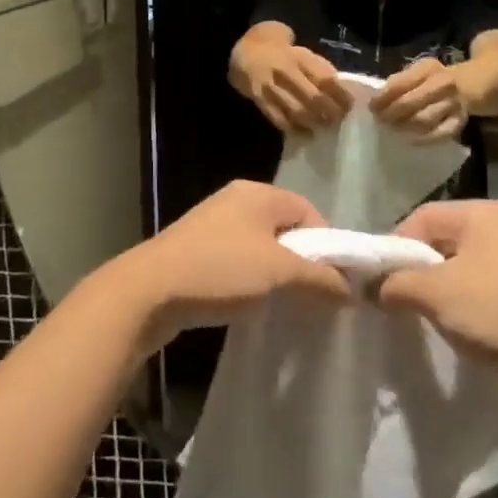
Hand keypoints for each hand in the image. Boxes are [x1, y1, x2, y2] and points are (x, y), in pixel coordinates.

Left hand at [101, 181, 350, 352]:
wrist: (146, 292)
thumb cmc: (220, 271)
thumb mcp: (278, 273)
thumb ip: (319, 277)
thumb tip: (350, 290)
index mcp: (258, 193)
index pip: (309, 211)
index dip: (327, 245)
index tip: (332, 281)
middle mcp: (235, 201)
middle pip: (285, 228)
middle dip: (302, 261)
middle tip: (311, 295)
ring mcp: (211, 224)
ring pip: (261, 246)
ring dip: (276, 274)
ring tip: (281, 302)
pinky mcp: (195, 250)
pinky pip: (237, 260)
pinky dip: (250, 279)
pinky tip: (249, 303)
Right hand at [238, 41, 352, 133]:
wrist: (247, 52)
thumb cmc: (283, 55)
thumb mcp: (303, 54)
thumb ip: (320, 69)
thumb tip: (342, 89)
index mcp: (300, 57)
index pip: (324, 77)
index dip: (339, 93)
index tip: (350, 105)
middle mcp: (285, 70)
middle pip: (311, 95)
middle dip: (328, 111)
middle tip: (338, 120)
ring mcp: (270, 85)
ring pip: (294, 109)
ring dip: (312, 121)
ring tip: (322, 128)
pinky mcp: (258, 99)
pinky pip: (276, 117)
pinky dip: (291, 127)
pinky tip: (302, 133)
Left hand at [372, 58, 468, 141]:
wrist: (468, 85)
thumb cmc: (433, 79)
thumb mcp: (416, 71)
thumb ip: (398, 82)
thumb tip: (377, 100)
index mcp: (428, 68)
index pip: (400, 84)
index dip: (383, 98)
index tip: (372, 107)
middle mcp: (444, 84)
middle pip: (410, 103)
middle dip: (390, 114)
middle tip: (379, 120)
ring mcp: (454, 104)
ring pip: (424, 120)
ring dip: (404, 126)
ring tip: (392, 129)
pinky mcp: (460, 122)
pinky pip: (440, 134)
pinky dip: (424, 139)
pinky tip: (411, 139)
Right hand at [377, 201, 497, 389]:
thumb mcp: (436, 294)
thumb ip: (396, 283)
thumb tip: (372, 287)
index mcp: (482, 213)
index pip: (421, 217)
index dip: (395, 247)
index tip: (380, 282)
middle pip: (441, 239)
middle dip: (416, 269)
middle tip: (397, 300)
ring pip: (460, 264)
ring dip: (438, 288)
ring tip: (424, 315)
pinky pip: (481, 283)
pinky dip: (462, 300)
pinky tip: (457, 325)